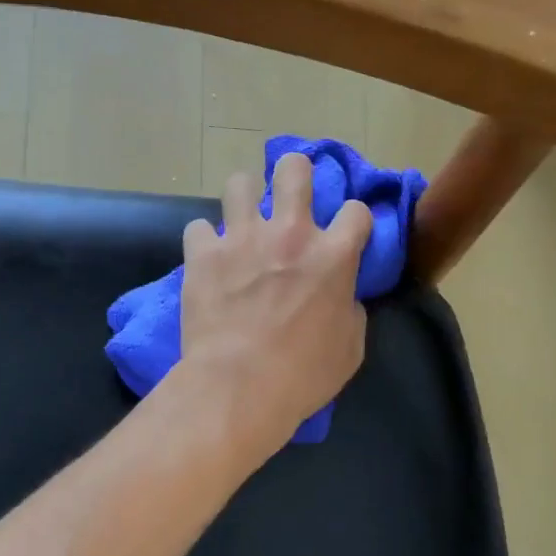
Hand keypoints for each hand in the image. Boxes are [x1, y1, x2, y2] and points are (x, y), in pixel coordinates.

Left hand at [178, 154, 371, 456]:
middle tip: (288, 195)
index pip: (356, 210)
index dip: (354, 221)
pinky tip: (207, 258)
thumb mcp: (350, 349)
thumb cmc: (302, 375)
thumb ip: (350, 310)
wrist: (238, 386)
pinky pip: (198, 227)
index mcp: (333, 255)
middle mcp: (289, 233)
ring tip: (242, 218)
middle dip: (294, 174)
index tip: (347, 235)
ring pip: (239, 183)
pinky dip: (205, 241)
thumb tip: (343, 297)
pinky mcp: (203, 253)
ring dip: (244, 198)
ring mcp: (242, 238)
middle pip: (293, 170)